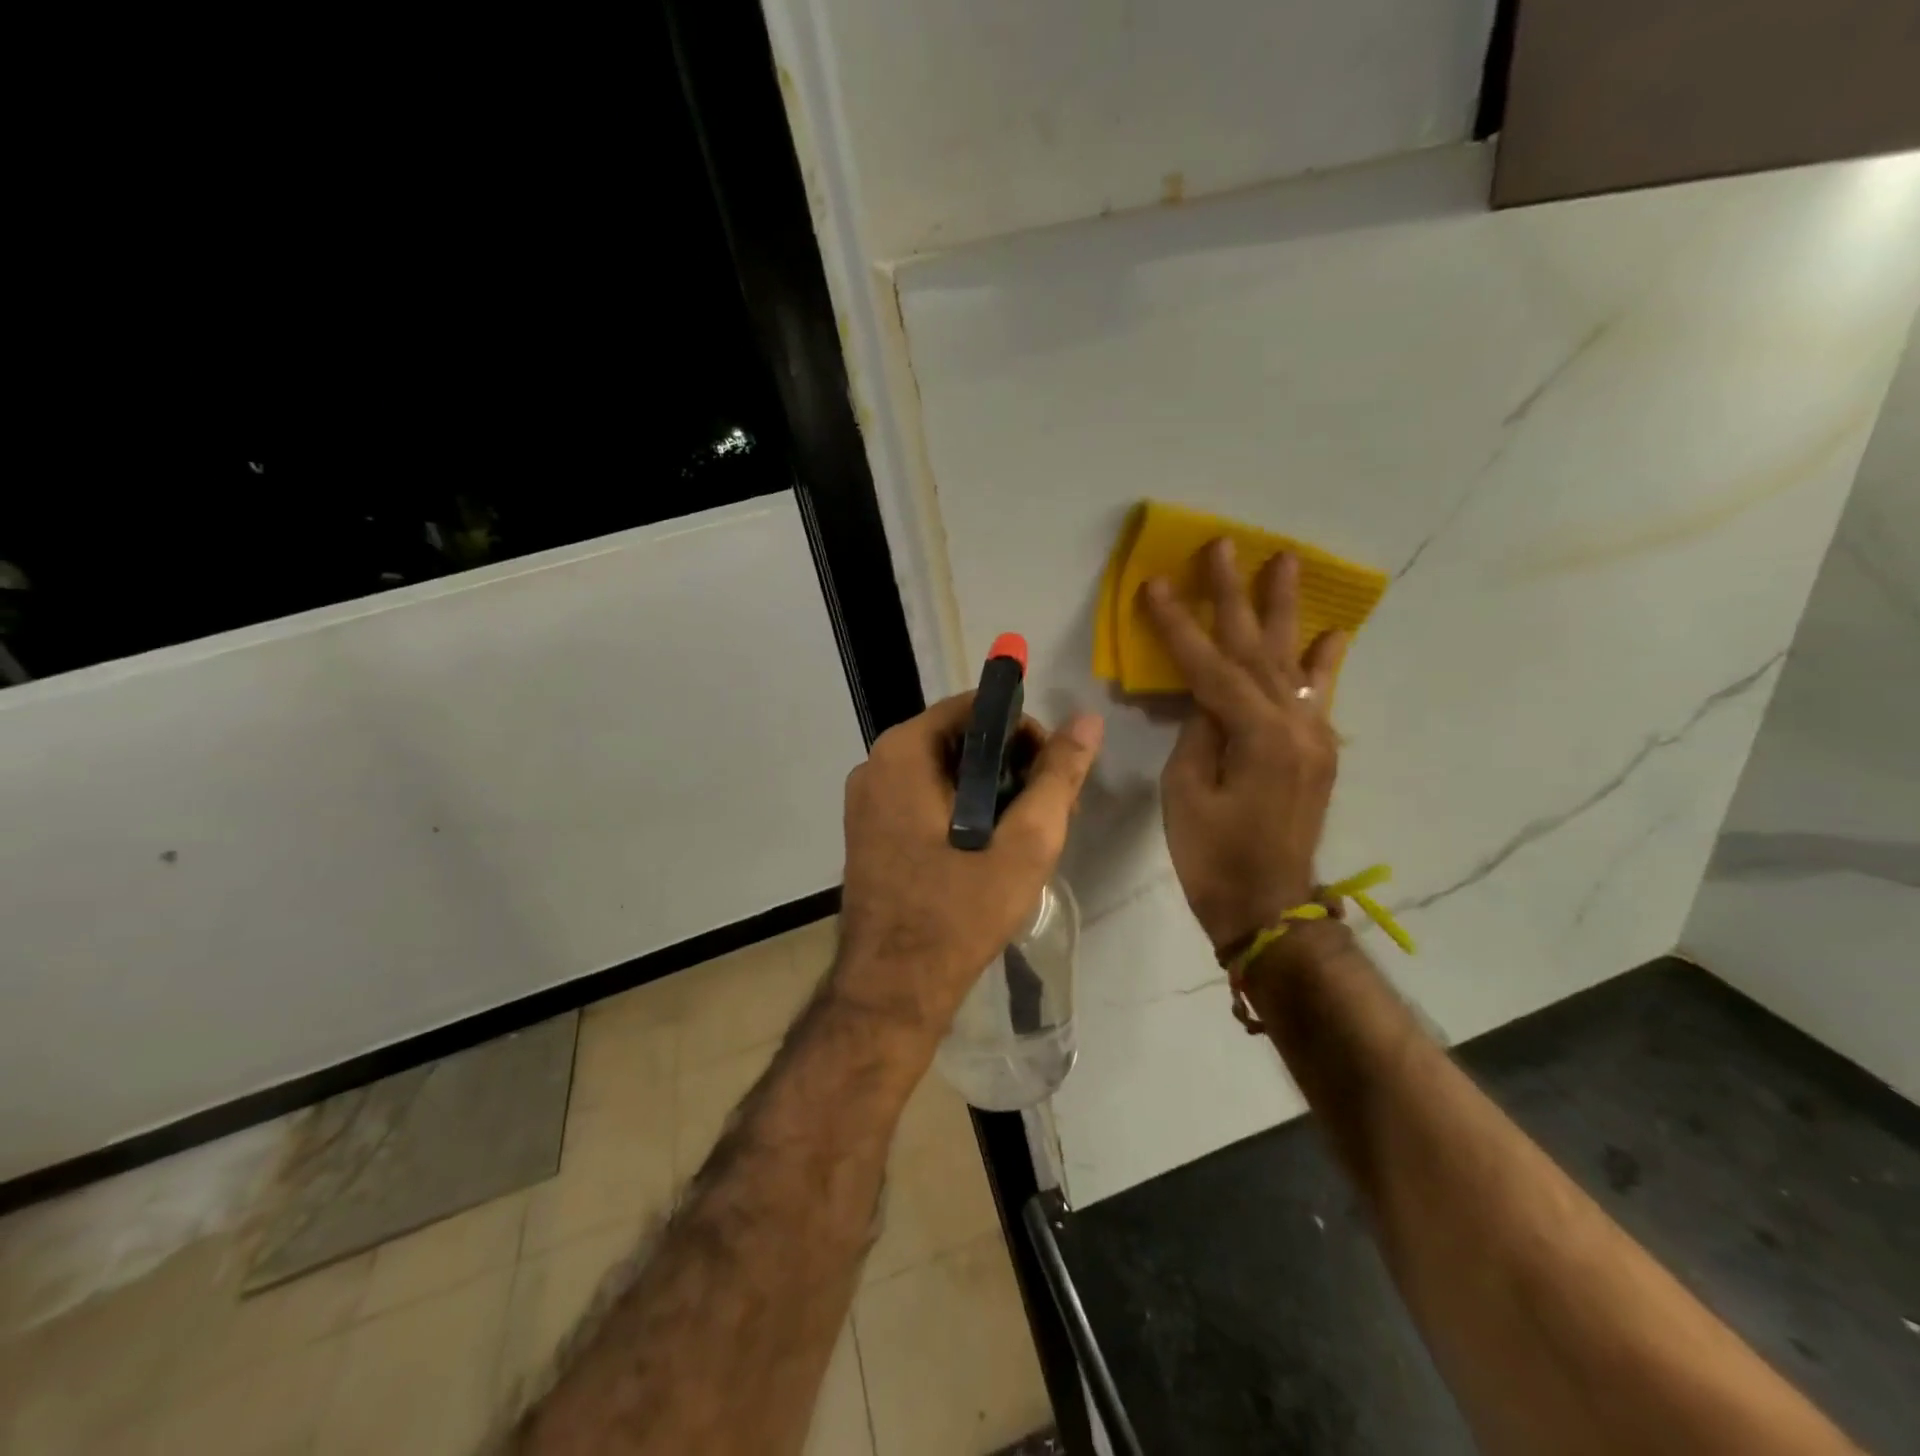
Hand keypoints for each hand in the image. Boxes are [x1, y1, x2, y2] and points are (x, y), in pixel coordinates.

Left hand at [834, 693, 1104, 1035]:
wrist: (892, 989)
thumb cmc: (959, 912)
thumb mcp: (1025, 842)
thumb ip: (1058, 775)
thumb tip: (1088, 720)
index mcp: (903, 753)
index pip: (976, 708)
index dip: (1024, 732)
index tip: (1051, 776)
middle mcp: (875, 765)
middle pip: (960, 740)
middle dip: (1011, 767)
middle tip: (1048, 813)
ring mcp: (866, 801)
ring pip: (944, 773)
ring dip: (990, 793)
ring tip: (1026, 838)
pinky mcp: (869, 832)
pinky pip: (924, 800)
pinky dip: (961, 812)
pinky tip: (989, 851)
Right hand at [1140, 539, 1348, 956]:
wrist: (1268, 908)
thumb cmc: (1212, 856)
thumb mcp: (1186, 793)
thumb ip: (1198, 733)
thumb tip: (1206, 699)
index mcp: (1255, 735)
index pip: (1208, 665)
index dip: (1177, 624)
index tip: (1154, 583)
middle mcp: (1293, 724)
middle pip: (1255, 648)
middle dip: (1234, 595)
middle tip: (1224, 545)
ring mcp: (1313, 736)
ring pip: (1290, 661)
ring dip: (1283, 610)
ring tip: (1286, 562)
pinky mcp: (1317, 751)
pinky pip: (1317, 694)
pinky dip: (1322, 661)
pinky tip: (1331, 632)